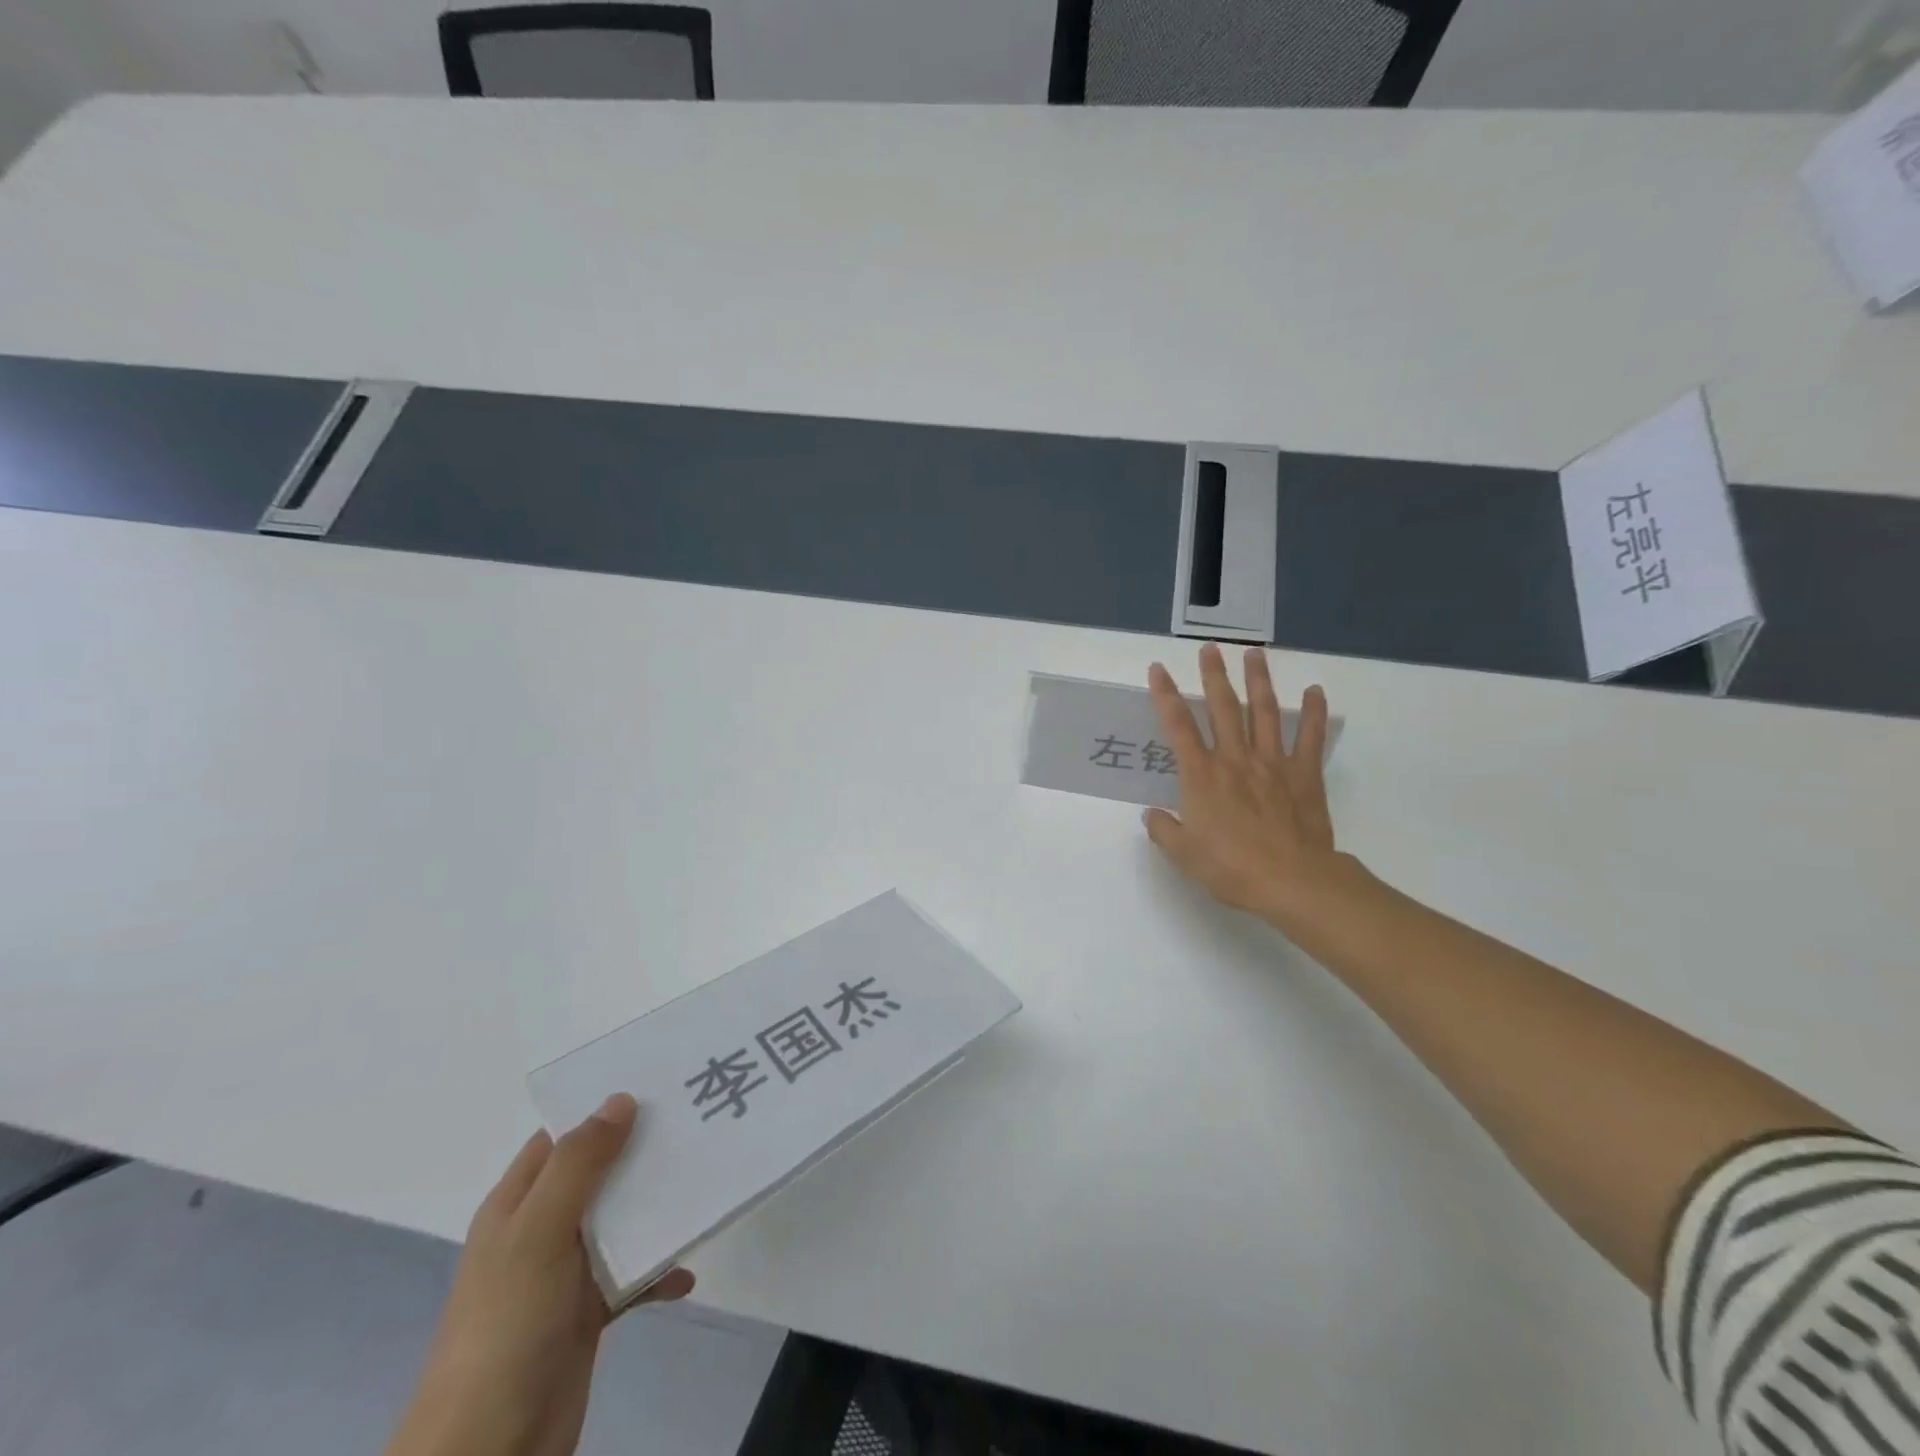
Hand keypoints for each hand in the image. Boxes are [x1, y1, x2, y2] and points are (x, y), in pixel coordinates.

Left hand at [386, 1094, 694, 1455]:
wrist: (489, 1447)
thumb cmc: (507, 1324)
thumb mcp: (538, 1233)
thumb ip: (579, 1165)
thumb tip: (620, 1099)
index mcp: (517, 1204)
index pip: (561, 1137)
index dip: (601, 1108)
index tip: (656, 1083)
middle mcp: (540, 1230)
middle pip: (599, 1174)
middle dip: (643, 1151)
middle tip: (695, 1123)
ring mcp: (564, 1274)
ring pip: (620, 1221)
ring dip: (657, 1207)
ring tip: (704, 1184)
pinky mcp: (586, 1314)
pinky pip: (632, 1277)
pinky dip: (659, 1271)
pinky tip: (685, 1272)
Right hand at [1143, 644, 1347, 927]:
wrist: (1291, 881)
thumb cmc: (1230, 868)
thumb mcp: (1184, 854)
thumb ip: (1165, 830)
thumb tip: (1152, 814)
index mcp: (1201, 776)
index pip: (1178, 726)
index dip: (1165, 695)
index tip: (1159, 670)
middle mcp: (1235, 759)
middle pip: (1222, 708)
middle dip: (1214, 676)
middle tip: (1210, 649)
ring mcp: (1272, 763)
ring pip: (1263, 712)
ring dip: (1258, 680)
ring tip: (1254, 654)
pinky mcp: (1304, 775)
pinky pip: (1310, 738)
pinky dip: (1314, 713)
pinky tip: (1315, 691)